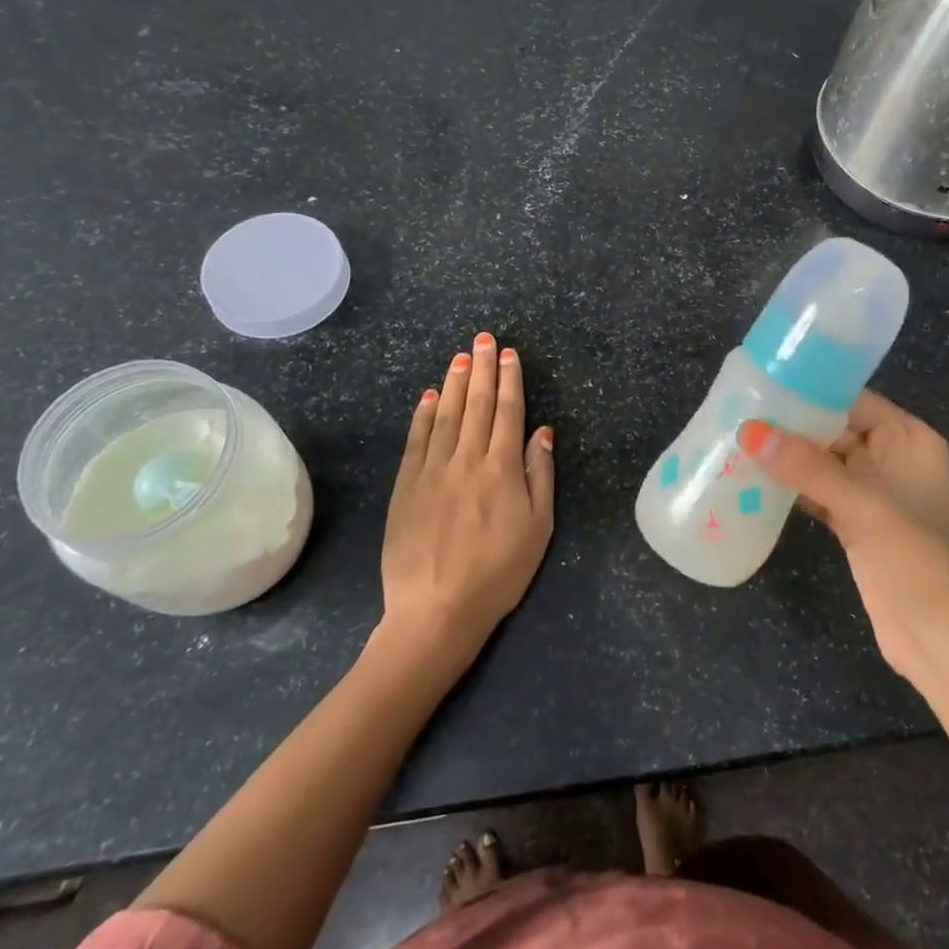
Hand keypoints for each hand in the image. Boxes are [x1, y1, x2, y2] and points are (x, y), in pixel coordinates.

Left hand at [382, 331, 554, 660]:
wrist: (436, 609)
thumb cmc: (498, 572)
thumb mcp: (538, 528)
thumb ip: (540, 476)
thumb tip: (542, 432)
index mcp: (502, 468)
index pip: (508, 412)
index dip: (509, 380)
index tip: (508, 354)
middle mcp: (466, 459)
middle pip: (477, 404)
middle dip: (482, 368)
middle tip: (483, 339)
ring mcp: (432, 470)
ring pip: (445, 414)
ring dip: (454, 382)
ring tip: (460, 356)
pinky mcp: (406, 486)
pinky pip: (416, 440)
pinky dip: (423, 414)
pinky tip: (428, 396)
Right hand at [739, 391, 948, 683]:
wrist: (943, 642)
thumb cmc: (916, 560)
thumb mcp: (862, 505)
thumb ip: (806, 466)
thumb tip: (749, 430)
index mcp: (908, 439)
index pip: (853, 400)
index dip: (810, 391)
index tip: (760, 384)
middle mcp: (891, 459)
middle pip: (834, 429)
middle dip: (791, 425)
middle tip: (737, 413)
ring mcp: (873, 494)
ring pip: (822, 463)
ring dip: (786, 458)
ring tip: (736, 442)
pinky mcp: (856, 524)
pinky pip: (818, 493)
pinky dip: (791, 489)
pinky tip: (754, 483)